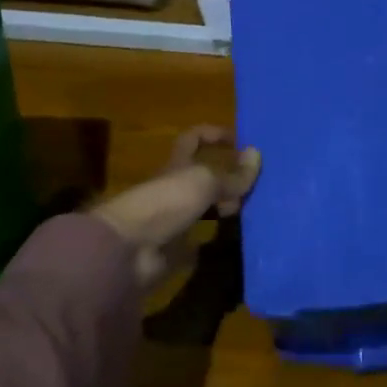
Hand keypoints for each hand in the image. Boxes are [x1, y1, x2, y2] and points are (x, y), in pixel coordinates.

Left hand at [90, 127, 260, 289]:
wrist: (129, 251)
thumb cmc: (166, 203)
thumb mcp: (204, 182)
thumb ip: (232, 174)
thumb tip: (257, 154)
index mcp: (176, 165)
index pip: (193, 139)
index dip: (214, 134)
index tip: (240, 141)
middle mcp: (174, 188)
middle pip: (204, 175)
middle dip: (228, 176)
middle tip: (256, 184)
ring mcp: (174, 219)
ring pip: (206, 206)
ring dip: (227, 206)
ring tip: (253, 209)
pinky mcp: (176, 247)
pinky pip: (201, 239)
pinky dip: (217, 238)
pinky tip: (238, 238)